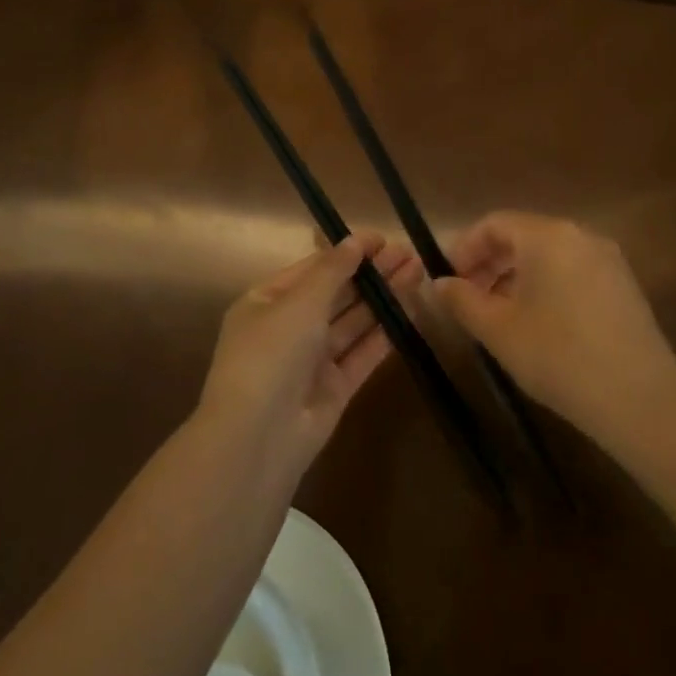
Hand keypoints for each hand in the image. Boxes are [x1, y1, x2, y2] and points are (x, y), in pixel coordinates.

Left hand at [198, 231, 420, 472]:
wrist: (258, 436)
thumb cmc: (271, 354)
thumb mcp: (299, 302)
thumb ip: (332, 271)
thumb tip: (355, 241)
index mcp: (266, 302)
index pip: (312, 269)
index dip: (347, 252)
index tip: (382, 239)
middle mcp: (288, 328)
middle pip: (336, 294)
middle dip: (370, 273)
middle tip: (409, 254)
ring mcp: (312, 360)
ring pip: (353, 322)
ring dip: (383, 298)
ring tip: (417, 273)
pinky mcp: (335, 388)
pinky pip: (362, 353)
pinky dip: (384, 333)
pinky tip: (410, 311)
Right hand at [431, 212, 675, 445]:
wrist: (640, 400)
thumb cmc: (558, 356)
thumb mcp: (498, 330)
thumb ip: (462, 300)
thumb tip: (438, 284)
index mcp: (548, 236)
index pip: (494, 223)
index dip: (464, 248)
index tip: (447, 280)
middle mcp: (581, 235)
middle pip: (523, 236)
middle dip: (489, 264)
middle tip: (467, 299)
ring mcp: (608, 260)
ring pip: (548, 255)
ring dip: (515, 277)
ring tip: (498, 316)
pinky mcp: (624, 286)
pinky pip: (573, 272)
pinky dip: (546, 286)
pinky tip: (538, 324)